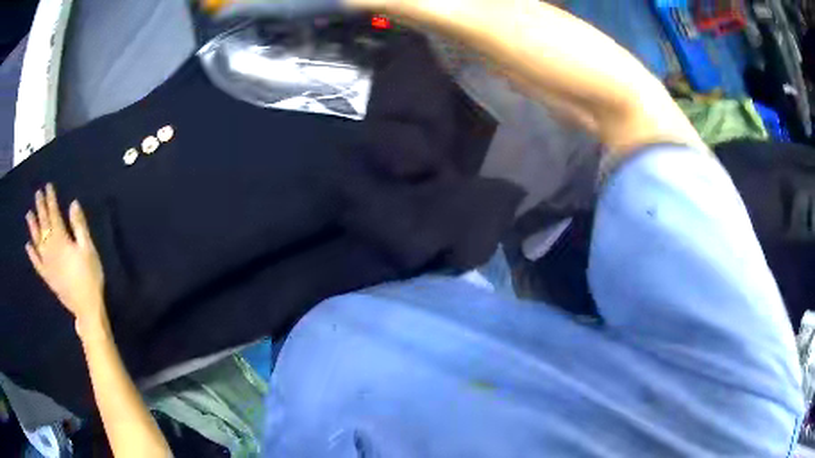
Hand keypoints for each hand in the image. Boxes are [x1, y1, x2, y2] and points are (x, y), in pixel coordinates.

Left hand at [25, 184, 106, 332]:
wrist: (86, 307)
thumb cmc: (90, 276)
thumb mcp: (88, 248)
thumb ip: (79, 226)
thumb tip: (73, 204)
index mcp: (61, 240)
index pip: (54, 214)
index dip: (51, 200)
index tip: (48, 187)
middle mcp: (51, 249)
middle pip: (44, 225)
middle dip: (40, 208)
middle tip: (37, 194)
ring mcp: (47, 264)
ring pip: (37, 242)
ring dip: (32, 227)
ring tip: (28, 215)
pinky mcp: (47, 277)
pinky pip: (37, 264)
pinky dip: (32, 255)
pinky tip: (28, 246)